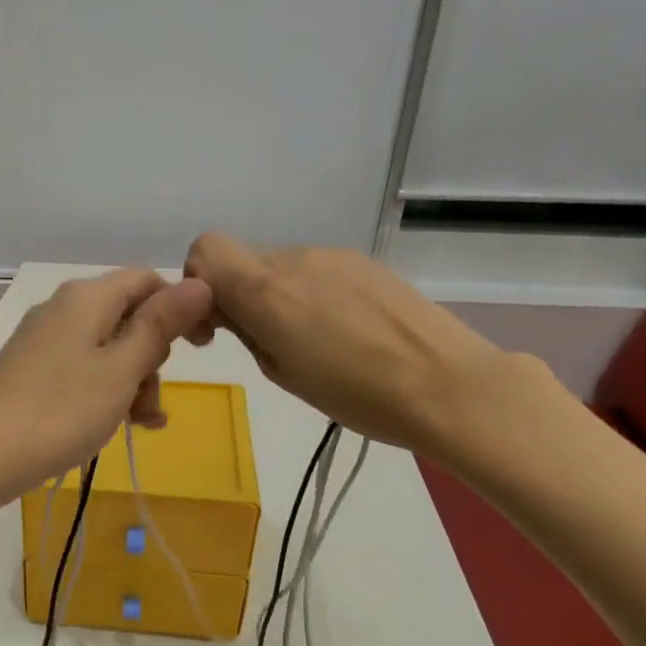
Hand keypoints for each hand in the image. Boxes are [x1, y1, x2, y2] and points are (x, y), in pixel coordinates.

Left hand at [0, 268, 213, 507]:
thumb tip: (200, 282)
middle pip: (128, 317)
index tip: (202, 349)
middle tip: (152, 401)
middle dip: (153, 358)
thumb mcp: (121, 370)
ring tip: (139, 425)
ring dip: (132, 383)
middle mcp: (63, 308)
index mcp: (87, 297)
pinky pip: (82, 371)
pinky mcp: (31, 371)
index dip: (181, 308)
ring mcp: (43, 341)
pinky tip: (113, 426)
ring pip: (107, 350)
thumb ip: (159, 326)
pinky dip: (104, 392)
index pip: (148, 281)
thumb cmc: (59, 412)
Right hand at [183, 232, 525, 458]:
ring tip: (310, 343)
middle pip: (243, 261)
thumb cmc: (355, 395)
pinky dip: (309, 294)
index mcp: (267, 289)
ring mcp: (334, 256)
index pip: (205, 250)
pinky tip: (341, 331)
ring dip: (277, 296)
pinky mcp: (365, 262)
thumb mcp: (282, 373)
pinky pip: (316, 270)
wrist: (447, 384)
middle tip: (262, 342)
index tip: (215, 324)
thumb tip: (230, 310)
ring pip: (280, 267)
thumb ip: (246, 331)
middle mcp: (296, 259)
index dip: (198, 282)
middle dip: (238, 296)